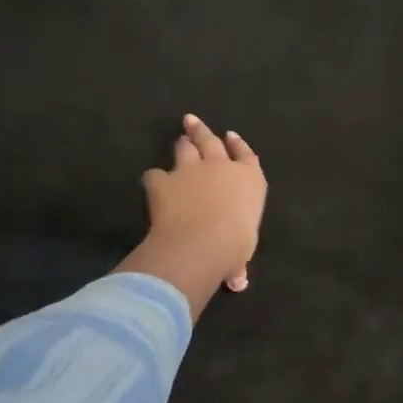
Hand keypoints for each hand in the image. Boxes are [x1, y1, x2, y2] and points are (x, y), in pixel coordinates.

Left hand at [133, 114, 265, 298]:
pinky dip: (154, 179)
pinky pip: (155, 175)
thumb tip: (238, 282)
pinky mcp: (164, 181)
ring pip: (185, 148)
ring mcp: (191, 170)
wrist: (202, 241)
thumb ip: (237, 263)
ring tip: (178, 140)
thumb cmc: (235, 245)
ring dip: (182, 144)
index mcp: (249, 180)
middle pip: (211, 141)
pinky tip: (153, 183)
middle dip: (202, 130)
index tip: (232, 136)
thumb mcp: (241, 254)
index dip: (238, 145)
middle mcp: (221, 167)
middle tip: (192, 121)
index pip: (247, 155)